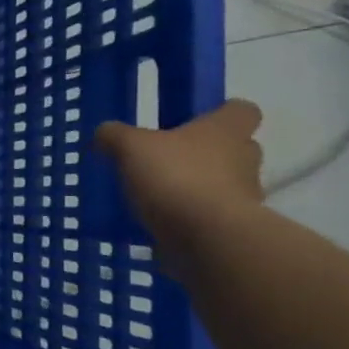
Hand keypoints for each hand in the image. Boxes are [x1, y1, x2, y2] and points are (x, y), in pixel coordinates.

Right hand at [93, 100, 265, 255]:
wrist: (209, 238)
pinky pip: (210, 217)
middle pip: (234, 149)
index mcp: (226, 130)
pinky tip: (159, 223)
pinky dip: (190, 219)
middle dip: (205, 153)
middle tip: (169, 159)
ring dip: (197, 187)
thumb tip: (104, 132)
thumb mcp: (131, 147)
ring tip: (157, 196)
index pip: (241, 110)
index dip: (220, 113)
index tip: (196, 121)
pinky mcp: (233, 229)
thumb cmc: (177, 177)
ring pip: (223, 184)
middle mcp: (244, 159)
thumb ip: (115, 136)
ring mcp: (244, 196)